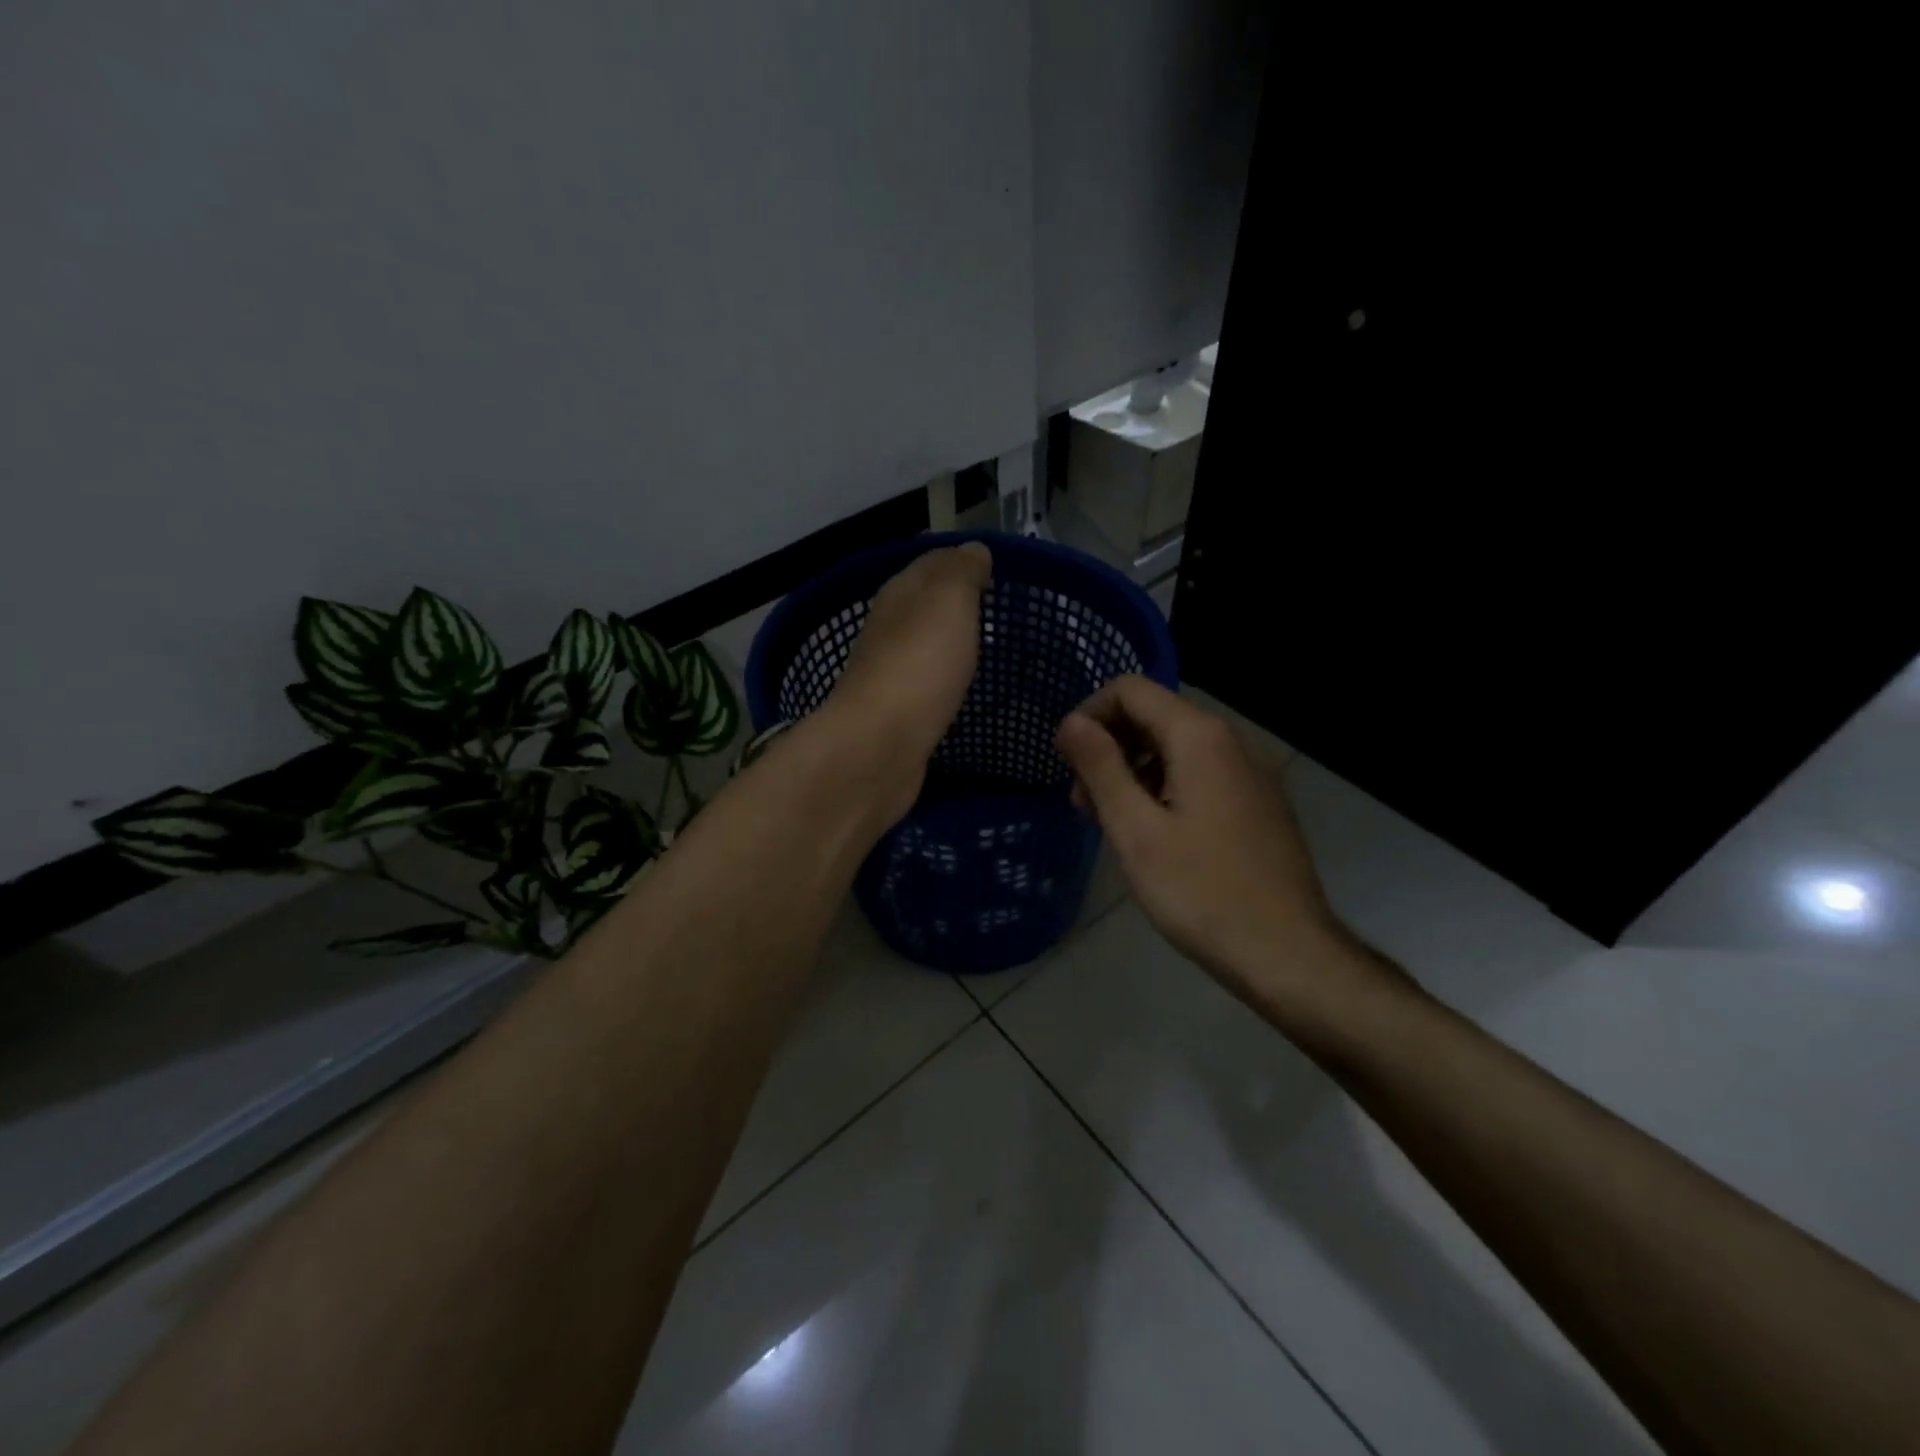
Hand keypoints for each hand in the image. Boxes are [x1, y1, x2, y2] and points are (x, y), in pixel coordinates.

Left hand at [824, 542, 990, 812]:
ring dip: (946, 643)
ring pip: (922, 645)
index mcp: (899, 594)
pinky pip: (924, 684)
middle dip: (955, 604)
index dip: (962, 562)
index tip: (996, 573)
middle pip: (923, 605)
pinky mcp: (895, 713)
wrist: (881, 744)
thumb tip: (972, 550)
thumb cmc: (920, 664)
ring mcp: (888, 672)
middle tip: (995, 611)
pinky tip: (959, 688)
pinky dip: (941, 679)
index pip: (931, 563)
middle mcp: (888, 628)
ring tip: (983, 647)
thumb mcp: (948, 601)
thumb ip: (961, 571)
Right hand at [1056, 676, 1372, 1011]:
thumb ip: (1101, 768)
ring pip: (1176, 748)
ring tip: (1110, 822)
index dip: (1089, 715)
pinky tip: (1151, 834)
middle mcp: (1230, 742)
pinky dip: (1163, 788)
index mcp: (1200, 738)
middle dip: (1109, 747)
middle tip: (1082, 802)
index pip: (1131, 690)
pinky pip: (1199, 775)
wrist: (1288, 954)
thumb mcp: (1136, 831)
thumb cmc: (1201, 892)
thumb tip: (1071, 722)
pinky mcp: (1257, 804)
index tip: (1065, 761)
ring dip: (1132, 771)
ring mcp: (1249, 774)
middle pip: (1154, 716)